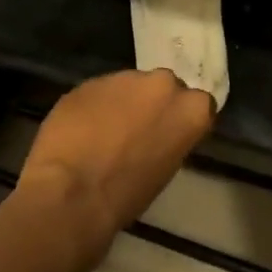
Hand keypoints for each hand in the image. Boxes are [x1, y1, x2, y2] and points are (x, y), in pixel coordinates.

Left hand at [19, 70, 215, 243]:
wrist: (73, 192)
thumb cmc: (127, 194)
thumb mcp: (165, 170)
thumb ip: (169, 139)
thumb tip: (157, 134)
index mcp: (192, 109)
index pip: (198, 105)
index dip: (181, 118)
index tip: (170, 133)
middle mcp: (163, 84)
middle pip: (164, 87)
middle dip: (153, 103)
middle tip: (138, 129)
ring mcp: (125, 77)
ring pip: (129, 85)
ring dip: (123, 102)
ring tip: (104, 130)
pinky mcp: (90, 80)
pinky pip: (100, 91)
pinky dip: (95, 105)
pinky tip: (81, 129)